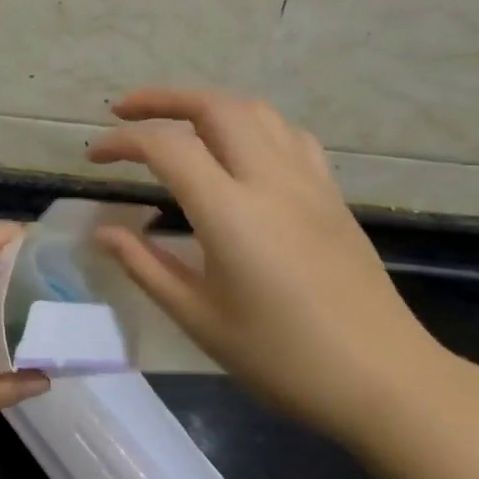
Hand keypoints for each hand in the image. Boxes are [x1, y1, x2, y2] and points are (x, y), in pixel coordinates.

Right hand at [86, 87, 453, 444]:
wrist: (384, 380)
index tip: (95, 157)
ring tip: (176, 121)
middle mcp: (270, 181)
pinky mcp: (332, 195)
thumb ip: (145, 266)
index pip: (166, 149)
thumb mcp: (199, 318)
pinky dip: (253, 125)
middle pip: (215, 107)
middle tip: (124, 112)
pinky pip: (289, 136)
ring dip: (208, 104)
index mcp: (230, 213)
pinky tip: (240, 149)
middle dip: (163, 99)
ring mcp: (308, 183)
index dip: (123, 143)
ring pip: (256, 111)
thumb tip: (104, 232)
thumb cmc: (282, 358)